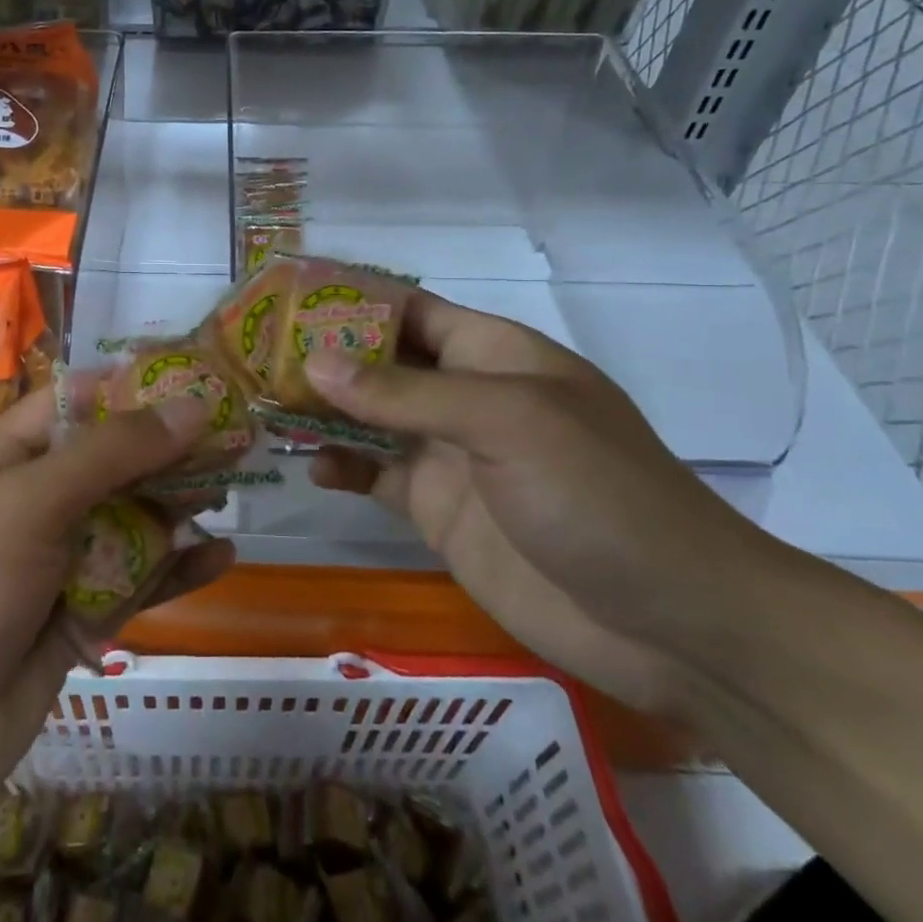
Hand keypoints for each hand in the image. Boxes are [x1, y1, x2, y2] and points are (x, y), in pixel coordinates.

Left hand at [0, 389, 233, 861]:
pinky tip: (221, 557)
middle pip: (112, 461)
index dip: (132, 386)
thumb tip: (192, 406)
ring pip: (130, 521)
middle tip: (235, 436)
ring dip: (178, 505)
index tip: (196, 377)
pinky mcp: (79, 618)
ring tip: (232, 487)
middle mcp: (33, 504)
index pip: (75, 403)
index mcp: (5, 460)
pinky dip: (176, 569)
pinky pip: (136, 582)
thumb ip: (113, 453)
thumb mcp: (30, 504)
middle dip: (168, 449)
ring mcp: (57, 563)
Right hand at [308, 292, 783, 715]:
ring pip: (371, 419)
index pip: (410, 309)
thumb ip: (406, 393)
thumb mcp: (504, 422)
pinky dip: (343, 468)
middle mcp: (466, 396)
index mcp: (492, 354)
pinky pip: (377, 478)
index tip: (286, 298)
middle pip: (382, 362)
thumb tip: (315, 361)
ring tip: (263, 403)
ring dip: (324, 409)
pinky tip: (311, 468)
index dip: (352, 299)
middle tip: (253, 352)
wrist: (669, 623)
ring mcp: (452, 456)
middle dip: (325, 355)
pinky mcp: (440, 511)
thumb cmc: (596, 494)